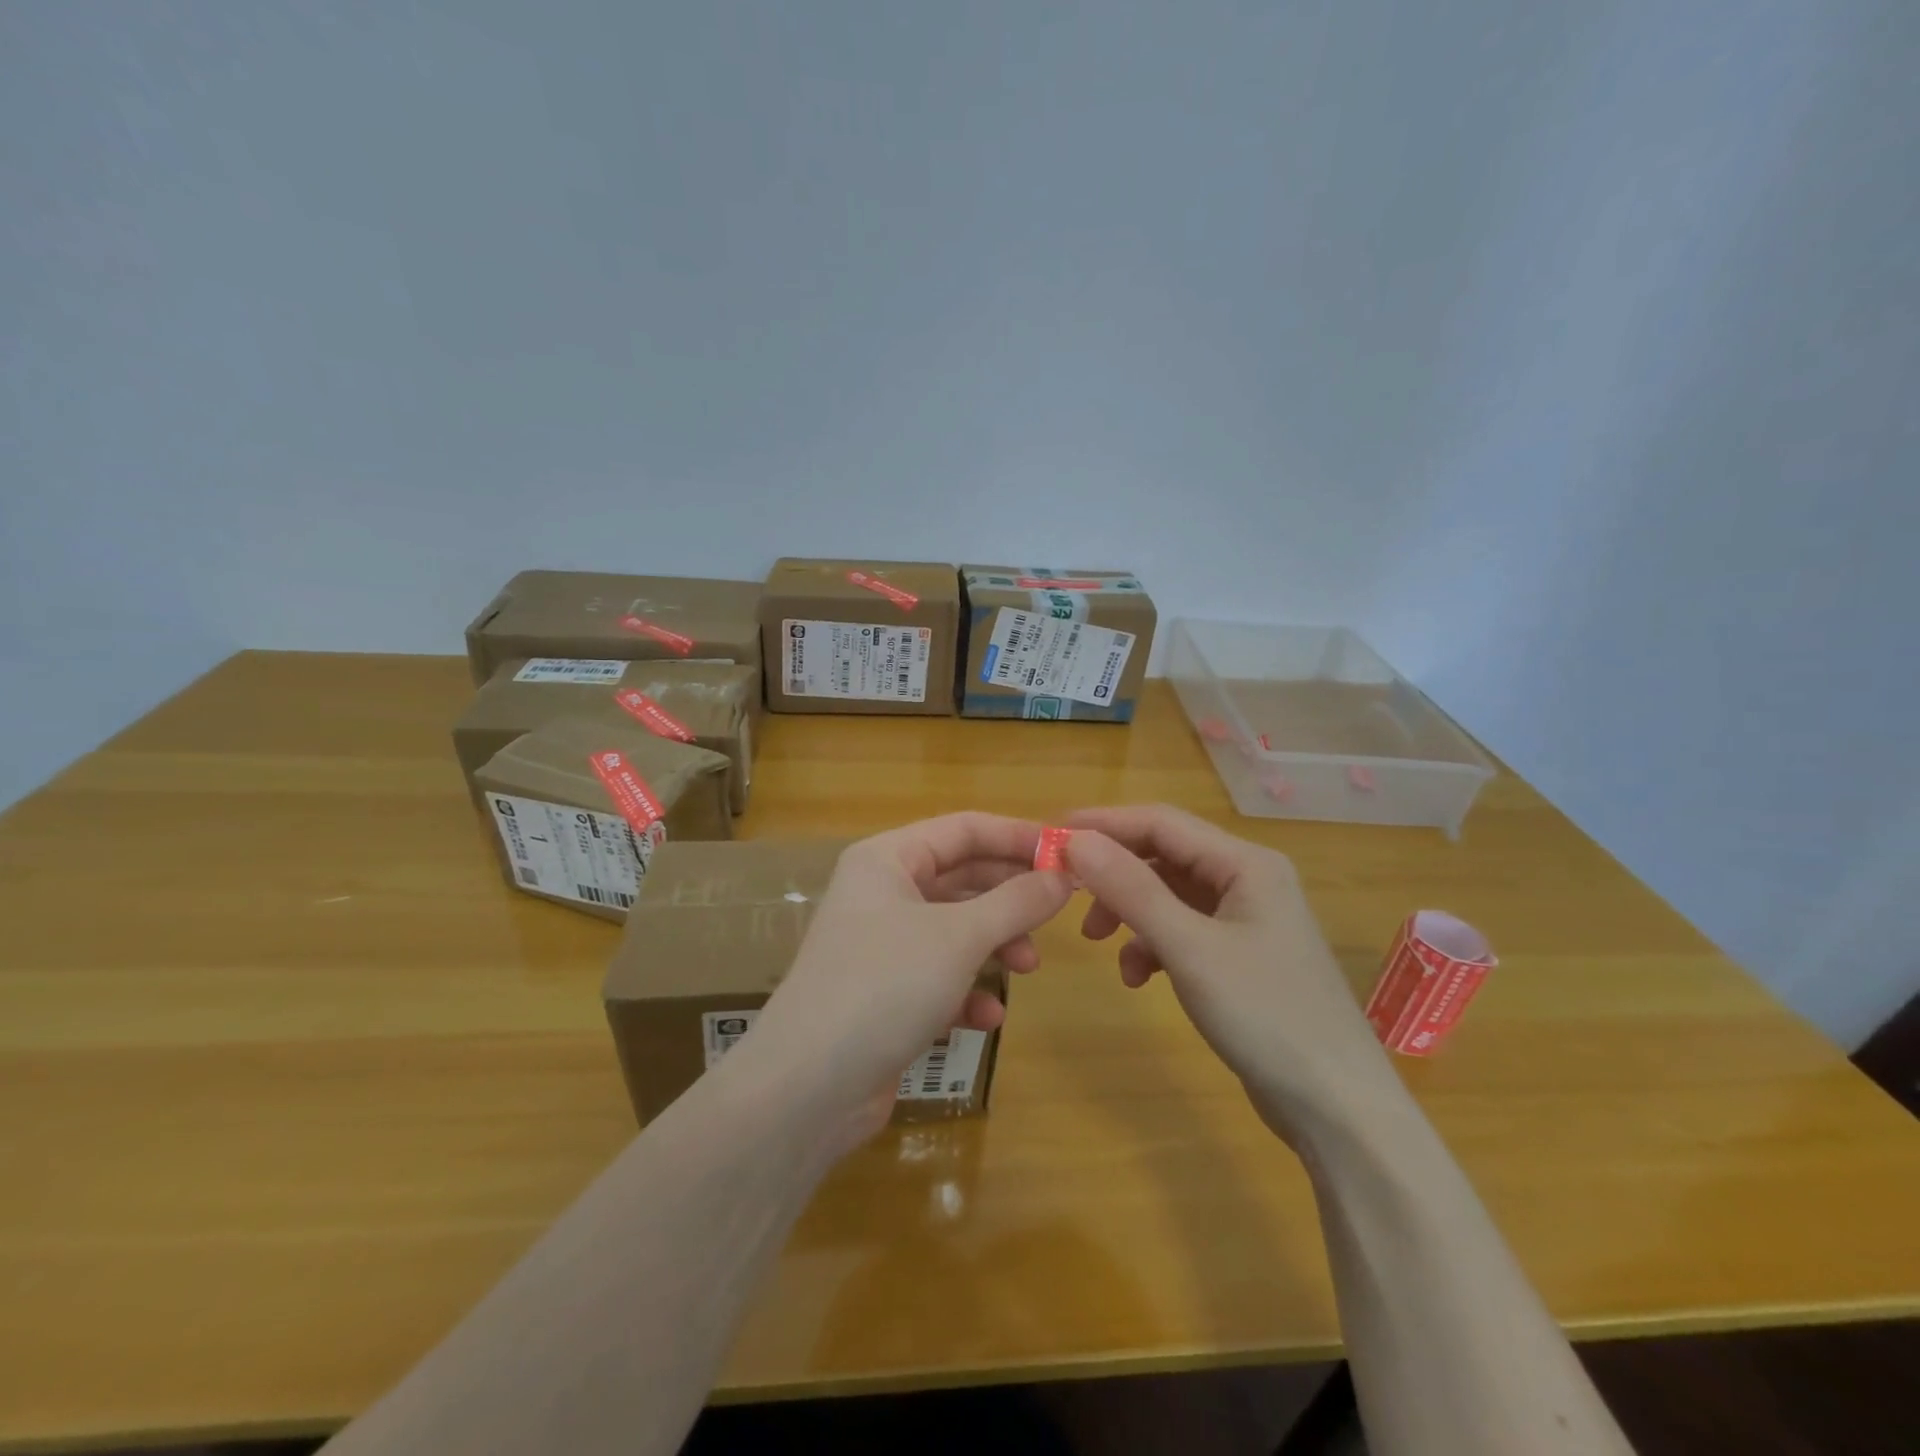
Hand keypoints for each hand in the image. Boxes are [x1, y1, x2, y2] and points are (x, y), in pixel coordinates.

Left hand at [740, 813, 1073, 1151]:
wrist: (806, 1088)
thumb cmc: (884, 985)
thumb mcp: (959, 937)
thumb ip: (1016, 902)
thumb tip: (1063, 876)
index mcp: (887, 860)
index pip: (963, 829)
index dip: (1017, 837)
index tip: (1067, 856)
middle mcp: (881, 894)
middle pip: (961, 879)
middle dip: (1009, 898)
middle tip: (1055, 915)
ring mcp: (881, 946)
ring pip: (954, 930)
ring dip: (994, 945)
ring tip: (1027, 967)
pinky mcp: (884, 994)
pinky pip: (938, 977)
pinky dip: (967, 991)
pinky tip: (987, 1017)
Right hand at [1065, 805, 1396, 1140]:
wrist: (1338, 1110)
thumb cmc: (1267, 1016)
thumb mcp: (1190, 949)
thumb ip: (1132, 890)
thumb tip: (1075, 840)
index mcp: (1246, 863)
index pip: (1161, 822)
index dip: (1103, 823)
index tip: (1050, 834)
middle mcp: (1248, 879)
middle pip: (1164, 855)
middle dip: (1114, 872)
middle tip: (1065, 891)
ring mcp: (1246, 919)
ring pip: (1169, 895)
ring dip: (1129, 911)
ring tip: (1096, 940)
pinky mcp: (1240, 957)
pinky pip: (1182, 931)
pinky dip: (1152, 945)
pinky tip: (1138, 977)